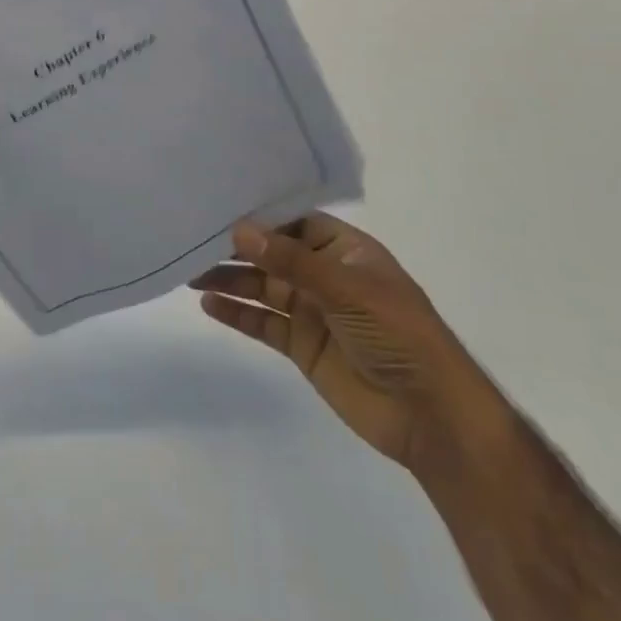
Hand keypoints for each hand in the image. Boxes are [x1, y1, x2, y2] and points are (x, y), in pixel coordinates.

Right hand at [192, 214, 507, 474]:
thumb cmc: (399, 335)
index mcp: (344, 250)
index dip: (260, 215)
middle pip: (271, 254)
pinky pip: (263, 323)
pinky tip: (209, 304)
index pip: (294, 221)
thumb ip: (292, 261)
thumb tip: (240, 231)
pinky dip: (237, 314)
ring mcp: (312, 311)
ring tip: (190, 273)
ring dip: (229, 279)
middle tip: (192, 240)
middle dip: (236, 248)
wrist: (430, 415)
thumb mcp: (348, 289)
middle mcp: (324, 275)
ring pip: (262, 287)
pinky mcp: (301, 346)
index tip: (218, 205)